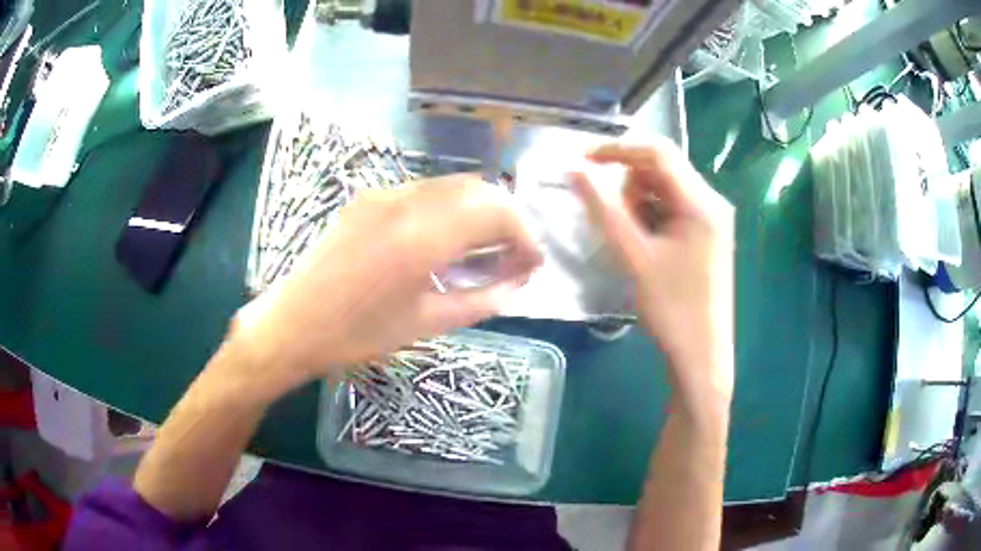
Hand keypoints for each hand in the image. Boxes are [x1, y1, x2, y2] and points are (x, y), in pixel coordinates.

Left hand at [229, 176, 541, 399]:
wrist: (293, 324)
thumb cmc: (358, 335)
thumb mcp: (427, 324)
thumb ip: (483, 299)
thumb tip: (520, 283)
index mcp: (423, 236)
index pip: (496, 212)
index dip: (525, 235)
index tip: (533, 263)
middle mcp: (407, 201)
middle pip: (479, 189)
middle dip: (507, 218)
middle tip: (514, 256)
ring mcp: (384, 194)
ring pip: (452, 185)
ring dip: (479, 210)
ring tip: (485, 249)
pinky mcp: (369, 198)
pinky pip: (424, 191)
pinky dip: (450, 208)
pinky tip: (446, 239)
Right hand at [570, 138, 734, 398]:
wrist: (701, 355)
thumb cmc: (672, 309)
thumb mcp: (635, 257)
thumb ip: (604, 210)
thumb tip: (574, 171)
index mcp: (701, 202)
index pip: (658, 152)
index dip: (617, 149)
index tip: (582, 161)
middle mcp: (712, 202)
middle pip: (662, 169)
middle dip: (630, 184)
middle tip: (613, 221)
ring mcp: (711, 219)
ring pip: (665, 190)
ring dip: (639, 203)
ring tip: (631, 242)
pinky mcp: (706, 235)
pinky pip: (673, 209)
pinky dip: (651, 218)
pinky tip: (644, 247)